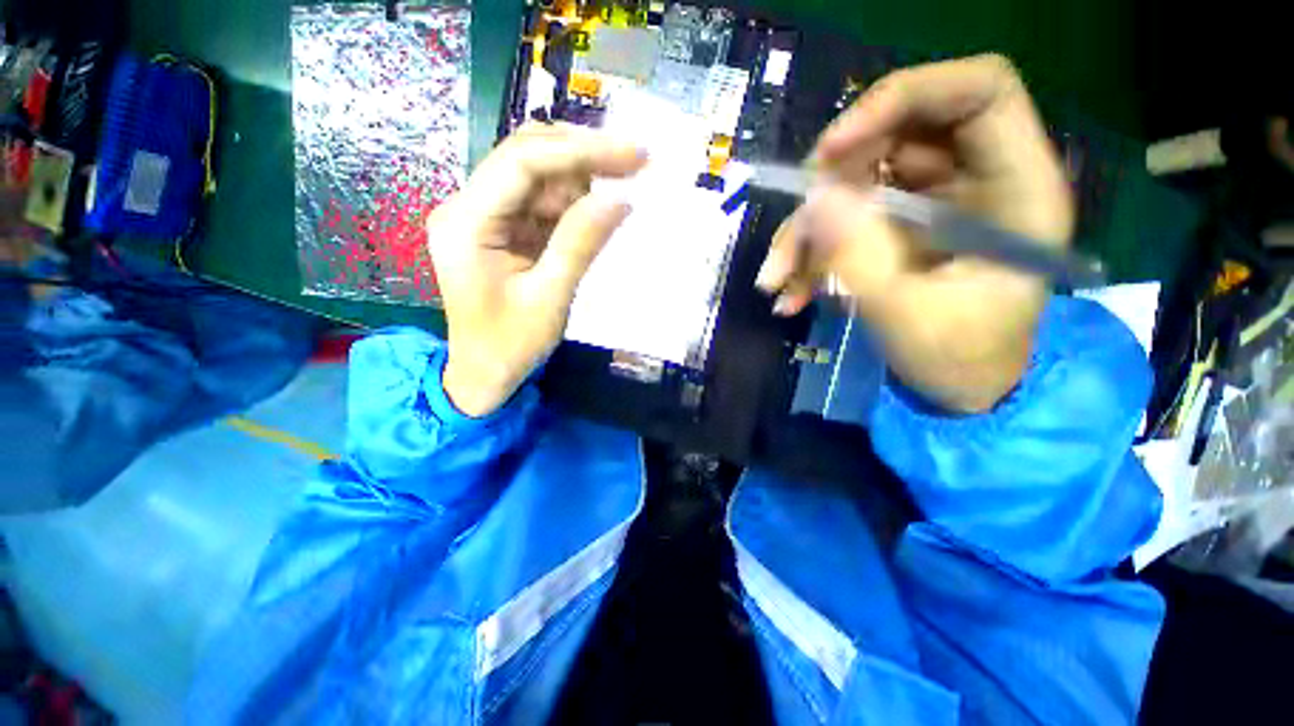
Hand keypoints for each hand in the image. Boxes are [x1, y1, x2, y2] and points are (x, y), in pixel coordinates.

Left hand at [428, 123, 645, 415]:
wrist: (485, 373)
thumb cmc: (512, 344)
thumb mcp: (550, 298)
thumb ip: (581, 244)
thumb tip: (620, 199)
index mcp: (466, 223)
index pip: (522, 162)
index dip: (581, 151)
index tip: (634, 155)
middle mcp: (467, 207)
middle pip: (525, 157)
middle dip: (583, 156)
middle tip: (636, 163)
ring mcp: (483, 216)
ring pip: (536, 175)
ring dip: (581, 179)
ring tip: (622, 188)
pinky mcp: (501, 229)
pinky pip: (540, 202)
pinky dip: (572, 203)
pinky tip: (597, 212)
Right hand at [757, 55, 1073, 412]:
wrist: (958, 390)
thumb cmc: (958, 361)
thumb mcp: (906, 315)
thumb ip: (860, 256)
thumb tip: (814, 199)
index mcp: (1016, 188)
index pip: (976, 90)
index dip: (901, 98)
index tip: (832, 149)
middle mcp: (974, 181)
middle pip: (896, 133)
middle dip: (832, 177)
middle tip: (795, 229)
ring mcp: (930, 204)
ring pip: (856, 180)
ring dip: (806, 229)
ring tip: (776, 280)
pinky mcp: (896, 228)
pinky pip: (843, 219)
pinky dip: (809, 253)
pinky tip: (791, 292)